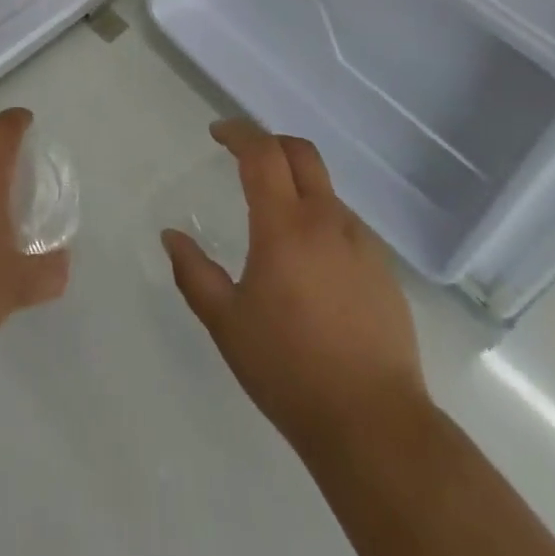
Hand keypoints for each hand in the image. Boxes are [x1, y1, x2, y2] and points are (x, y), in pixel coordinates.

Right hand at [162, 120, 427, 455]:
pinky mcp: (383, 269)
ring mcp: (361, 242)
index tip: (218, 132)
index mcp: (285, 225)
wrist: (374, 423)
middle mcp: (327, 220)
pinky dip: (319, 220)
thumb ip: (194, 274)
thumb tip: (171, 235)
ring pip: (325, 189)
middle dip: (270, 142)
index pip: (262, 153)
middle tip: (244, 157)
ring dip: (296, 185)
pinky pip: (344, 224)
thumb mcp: (227, 324)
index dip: (239, 133)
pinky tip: (309, 263)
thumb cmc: (289, 370)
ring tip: (273, 220)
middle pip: (301, 153)